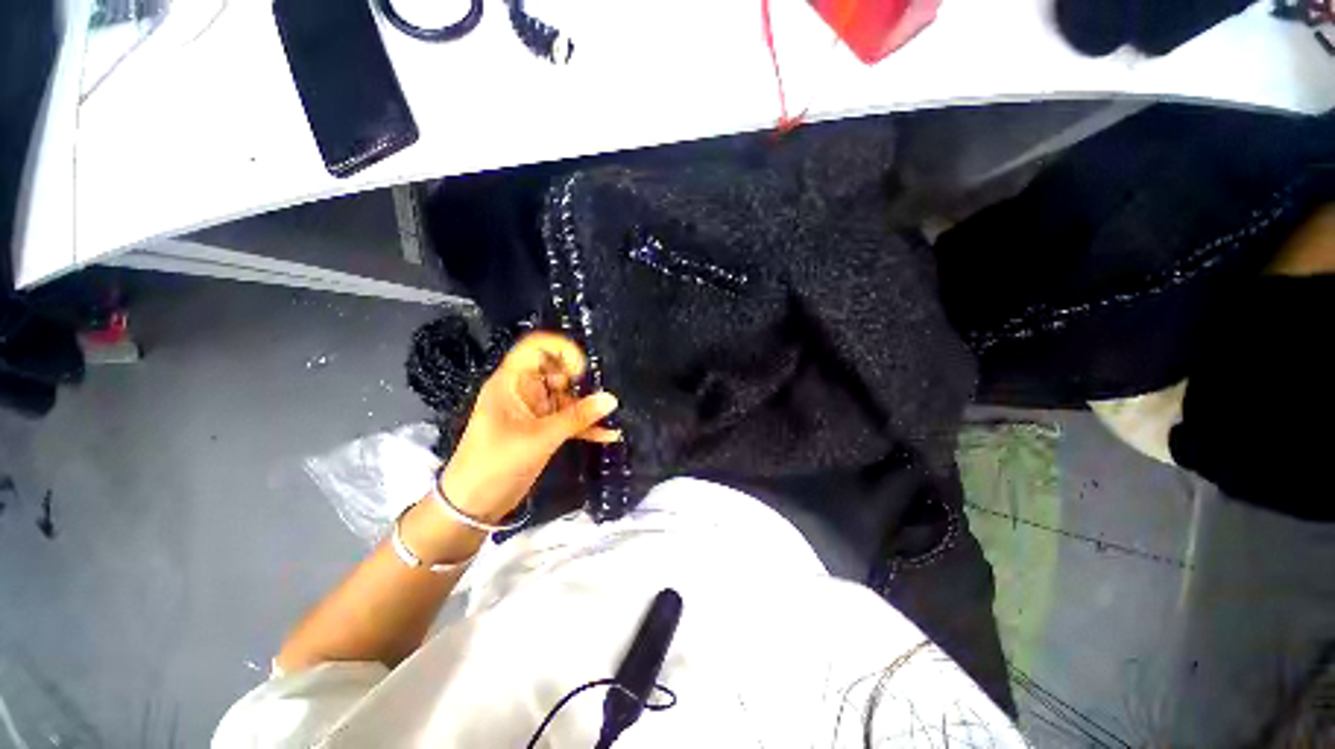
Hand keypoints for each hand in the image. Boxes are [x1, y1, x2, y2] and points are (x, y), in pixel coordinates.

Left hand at [438, 332, 619, 522]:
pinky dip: (584, 426)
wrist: (473, 506)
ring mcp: (533, 411)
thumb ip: (578, 417)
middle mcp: (523, 391)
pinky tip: (607, 435)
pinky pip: (567, 420)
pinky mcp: (541, 430)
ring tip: (610, 416)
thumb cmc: (497, 463)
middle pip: (556, 372)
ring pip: (565, 398)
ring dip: (586, 407)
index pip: (535, 348)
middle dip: (579, 382)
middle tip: (601, 397)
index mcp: (512, 382)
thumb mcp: (540, 438)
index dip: (560, 350)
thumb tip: (612, 399)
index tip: (581, 371)